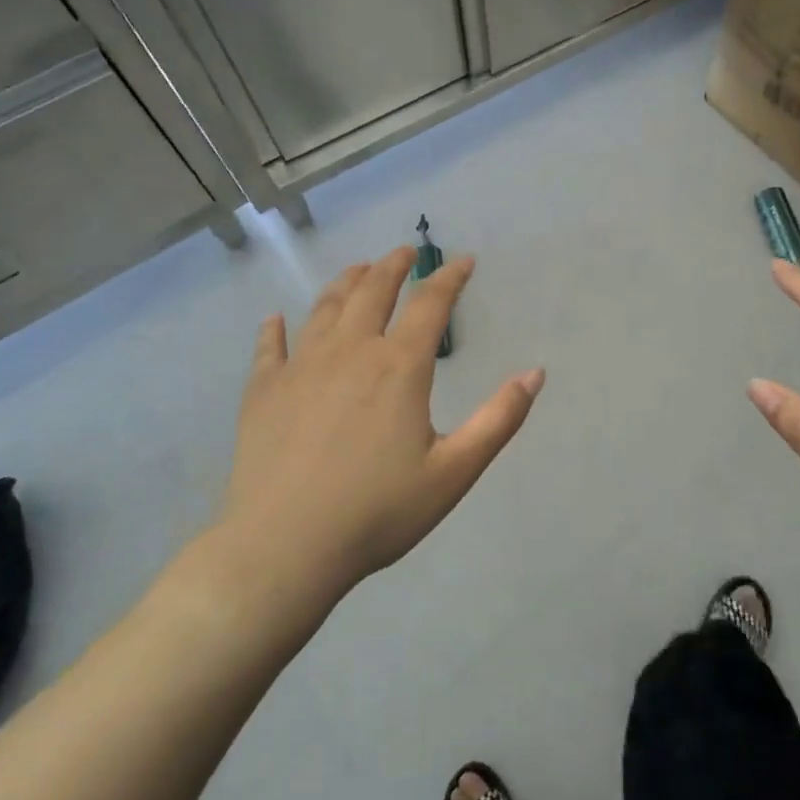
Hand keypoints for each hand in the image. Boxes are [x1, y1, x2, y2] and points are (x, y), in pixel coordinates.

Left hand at [213, 247, 544, 604]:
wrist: (285, 547)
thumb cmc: (378, 511)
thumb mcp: (454, 471)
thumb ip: (499, 419)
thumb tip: (535, 373)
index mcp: (399, 367)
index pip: (430, 304)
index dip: (449, 278)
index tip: (463, 261)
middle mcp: (349, 352)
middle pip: (372, 291)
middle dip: (393, 266)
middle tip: (406, 252)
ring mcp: (301, 367)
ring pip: (325, 309)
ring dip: (345, 283)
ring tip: (358, 270)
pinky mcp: (263, 391)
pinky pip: (269, 347)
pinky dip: (274, 329)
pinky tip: (275, 320)